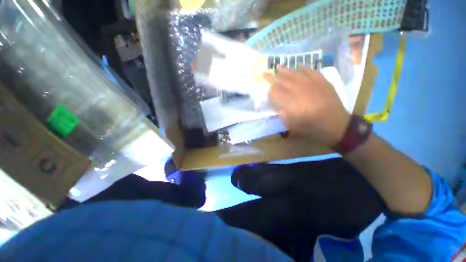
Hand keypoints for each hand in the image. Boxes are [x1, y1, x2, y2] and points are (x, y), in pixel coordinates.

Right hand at [264, 65, 349, 145]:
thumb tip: (279, 106)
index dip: (270, 92)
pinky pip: (311, 71)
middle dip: (272, 77)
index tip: (267, 92)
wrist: (336, 124)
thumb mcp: (293, 126)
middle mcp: (299, 90)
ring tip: (278, 66)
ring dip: (285, 70)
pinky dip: (304, 68)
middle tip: (265, 73)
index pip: (275, 93)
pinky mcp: (322, 81)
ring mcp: (311, 83)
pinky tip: (299, 66)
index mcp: (291, 102)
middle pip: (282, 81)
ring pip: (295, 74)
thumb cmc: (312, 127)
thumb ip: (283, 115)